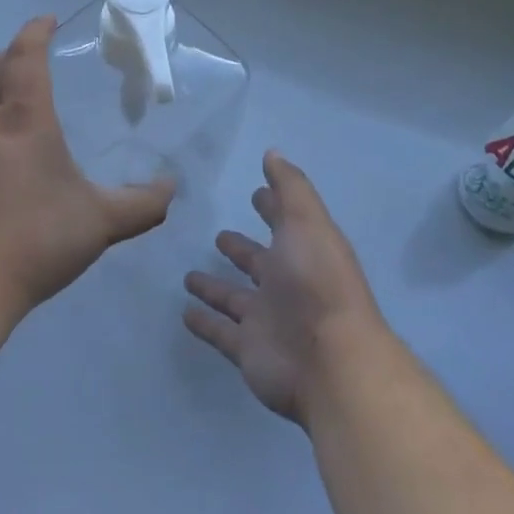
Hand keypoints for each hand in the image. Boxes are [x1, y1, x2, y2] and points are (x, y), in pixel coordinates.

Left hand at [0, 16, 174, 317]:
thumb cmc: (36, 241)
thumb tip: (171, 189)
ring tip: (7, 106)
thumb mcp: (101, 223)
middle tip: (28, 58)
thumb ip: (142, 204)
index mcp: (24, 122)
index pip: (26, 59)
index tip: (46, 20)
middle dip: (9, 55)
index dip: (35, 33)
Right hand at [183, 151, 385, 426]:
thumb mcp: (307, 222)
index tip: (257, 192)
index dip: (272, 206)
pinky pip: (220, 332)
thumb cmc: (317, 282)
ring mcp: (267, 319)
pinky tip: (184, 313)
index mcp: (303, 251)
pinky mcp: (247, 349)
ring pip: (235, 299)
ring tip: (188, 276)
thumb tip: (273, 152)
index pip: (285, 222)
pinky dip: (204, 323)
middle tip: (219, 236)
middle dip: (242, 249)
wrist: (329, 360)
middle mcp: (286, 284)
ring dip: (215, 288)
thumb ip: (290, 188)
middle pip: (259, 262)